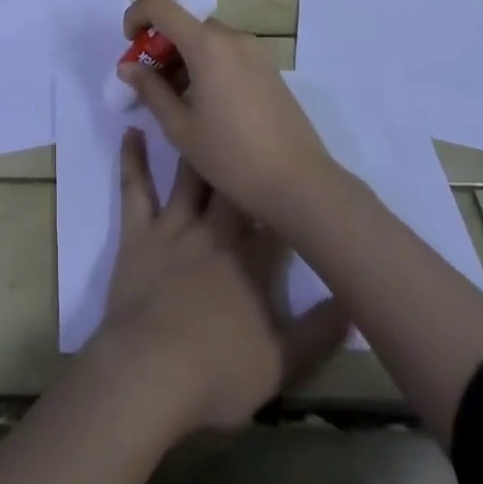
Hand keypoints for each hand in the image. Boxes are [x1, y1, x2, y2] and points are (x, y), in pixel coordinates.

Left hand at [90, 129, 346, 436]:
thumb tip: (351, 302)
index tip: (294, 172)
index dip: (285, 197)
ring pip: (188, 177)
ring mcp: (173, 228)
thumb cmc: (217, 371)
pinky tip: (132, 131)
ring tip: (198, 112)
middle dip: (241, 158)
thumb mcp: (280, 364)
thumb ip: (318, 333)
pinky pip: (134, 188)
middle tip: (243, 126)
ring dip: (194, 147)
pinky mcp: (138, 232)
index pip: (275, 220)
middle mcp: (215, 233)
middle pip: (232, 187)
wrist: (151, 370)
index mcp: (250, 261)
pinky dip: (131, 158)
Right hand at [120, 0, 340, 229]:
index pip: (160, 4)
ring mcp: (254, 51)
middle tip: (149, 83)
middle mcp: (231, 37)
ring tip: (175, 100)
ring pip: (206, 39)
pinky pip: (227, 52)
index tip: (129, 45)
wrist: (300, 183)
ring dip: (183, 57)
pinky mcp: (268, 68)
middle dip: (159, 45)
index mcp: (206, 44)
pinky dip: (206, 64)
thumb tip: (128, 67)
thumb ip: (150, 90)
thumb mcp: (180, 127)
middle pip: (184, 23)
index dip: (136, 15)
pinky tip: (205, 105)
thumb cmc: (232, 156)